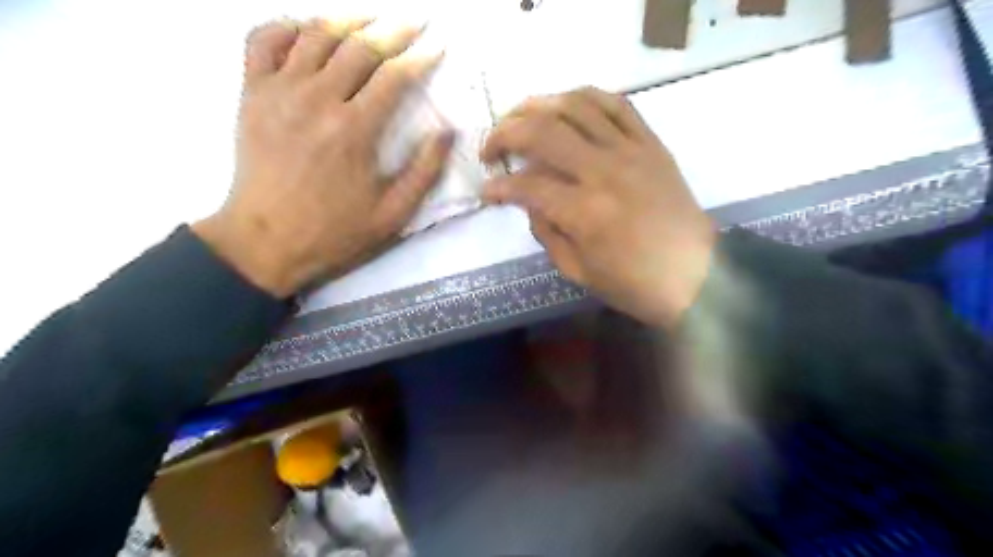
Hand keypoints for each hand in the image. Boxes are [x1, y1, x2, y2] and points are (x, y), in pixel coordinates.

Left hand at [192, 17, 452, 295]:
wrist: (265, 242)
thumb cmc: (334, 232)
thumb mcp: (393, 214)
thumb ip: (424, 171)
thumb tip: (447, 132)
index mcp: (355, 130)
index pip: (394, 76)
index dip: (420, 58)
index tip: (437, 48)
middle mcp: (317, 100)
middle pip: (359, 46)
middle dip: (393, 29)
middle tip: (414, 23)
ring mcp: (279, 92)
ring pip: (315, 33)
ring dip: (348, 21)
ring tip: (371, 21)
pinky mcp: (252, 94)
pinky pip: (263, 40)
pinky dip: (287, 25)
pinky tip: (308, 31)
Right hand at [481, 87, 714, 325]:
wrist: (696, 276)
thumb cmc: (634, 284)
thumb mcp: (578, 271)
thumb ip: (546, 233)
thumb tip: (530, 204)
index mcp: (584, 211)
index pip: (526, 185)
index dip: (498, 187)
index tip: (487, 191)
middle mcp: (604, 171)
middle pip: (542, 131)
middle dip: (504, 133)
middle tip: (491, 148)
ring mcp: (630, 151)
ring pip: (576, 105)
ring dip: (538, 105)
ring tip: (520, 118)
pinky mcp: (650, 143)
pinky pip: (616, 104)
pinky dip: (585, 98)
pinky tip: (566, 106)